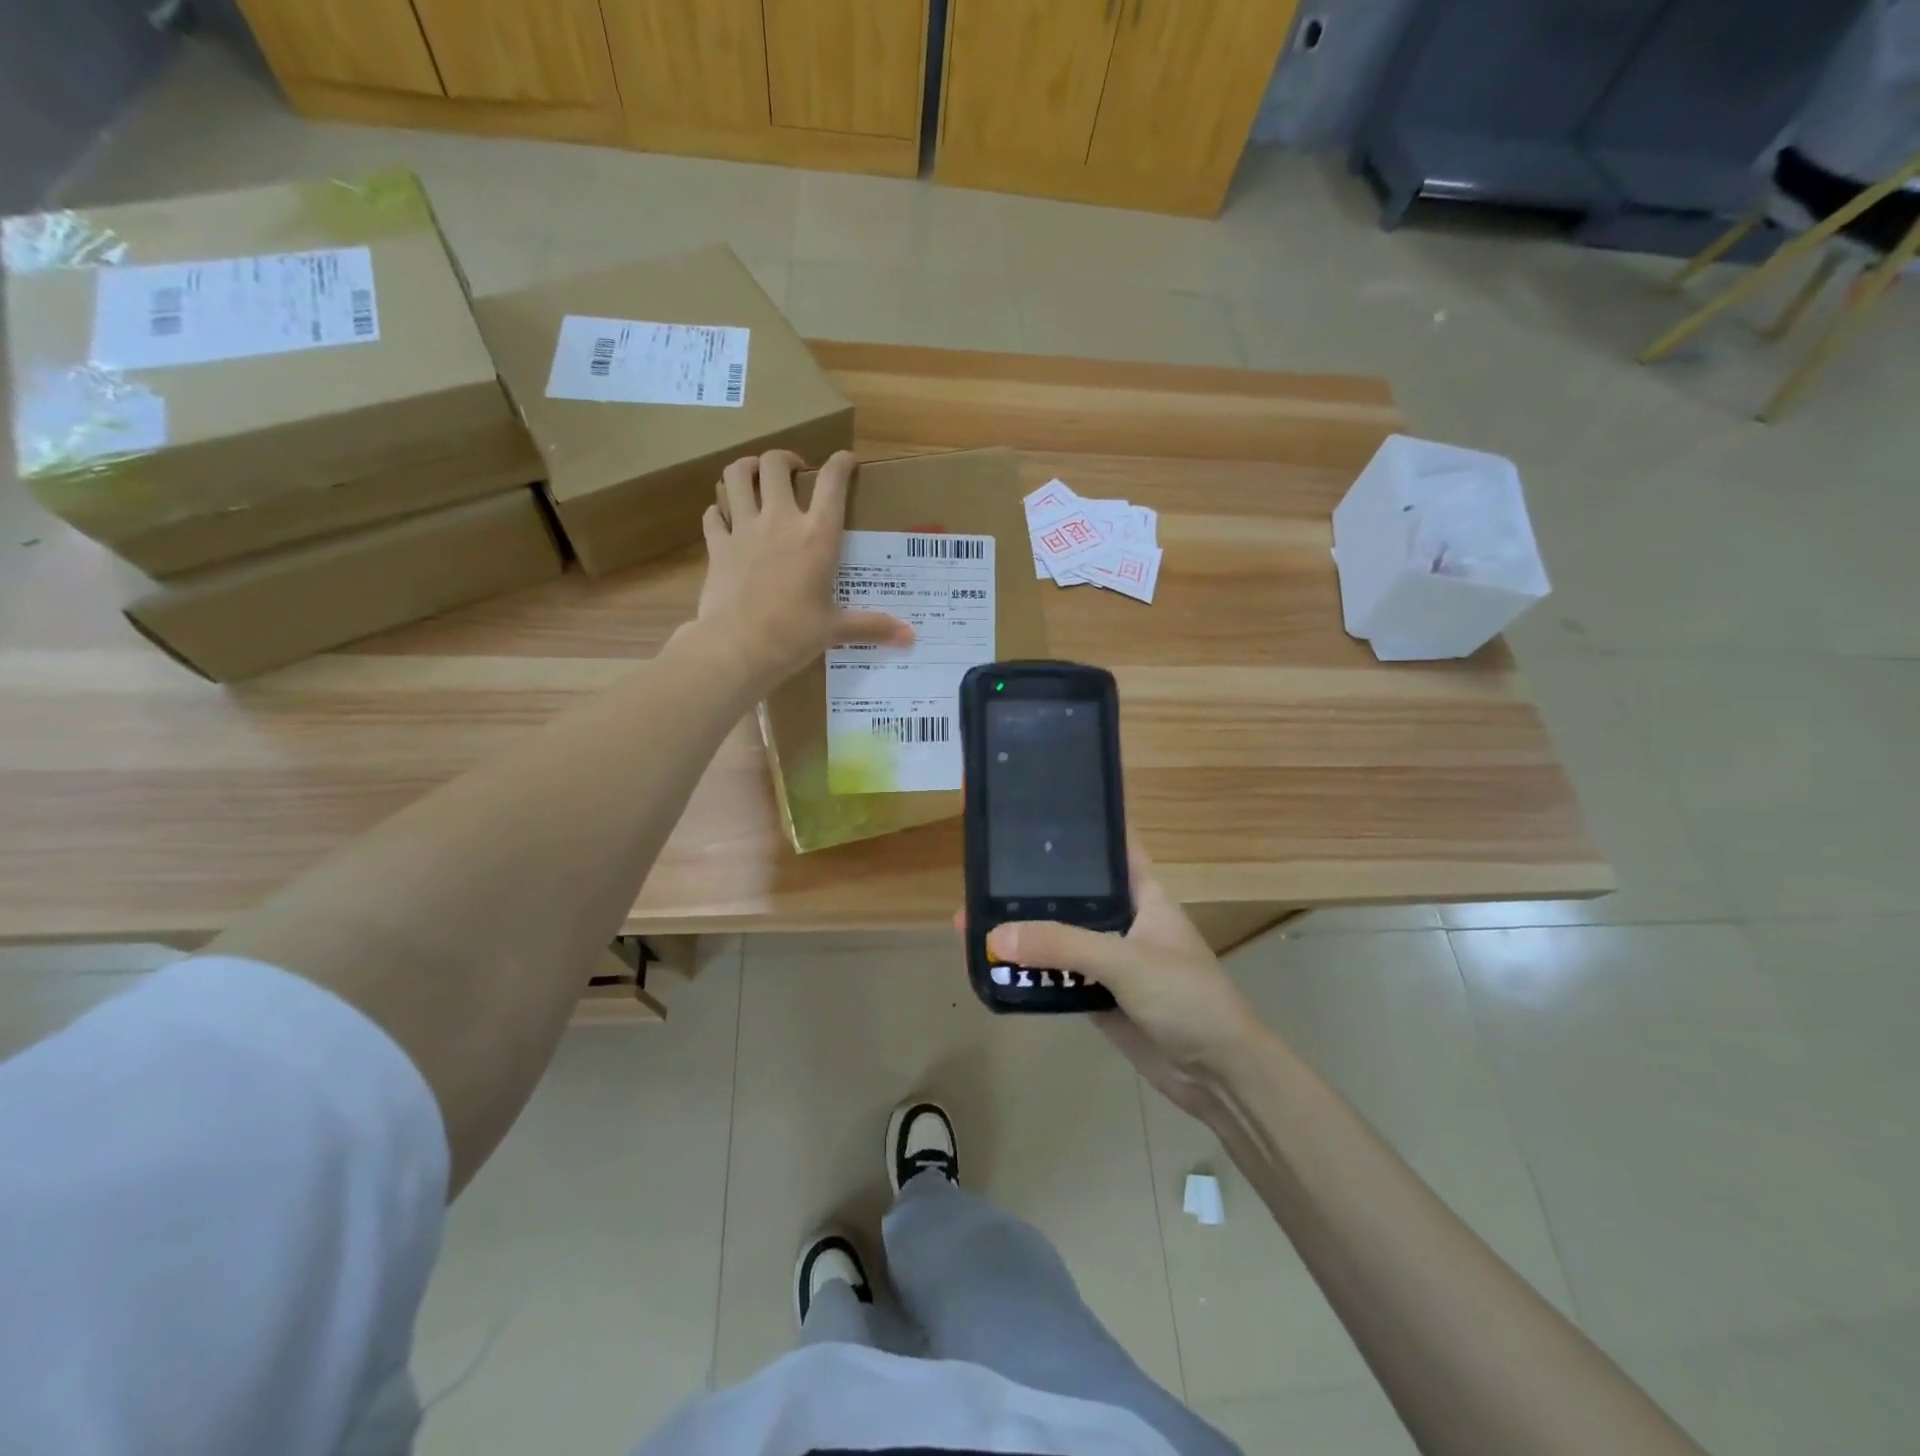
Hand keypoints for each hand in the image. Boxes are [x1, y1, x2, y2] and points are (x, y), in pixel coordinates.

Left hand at [697, 450, 913, 682]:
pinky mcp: (717, 546)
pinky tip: (726, 518)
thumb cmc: (793, 635)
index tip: (847, 461)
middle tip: (795, 472)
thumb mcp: (836, 629)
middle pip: (775, 464)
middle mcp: (780, 521)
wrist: (737, 648)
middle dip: (785, 459)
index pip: (832, 481)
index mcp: (817, 536)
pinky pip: (713, 514)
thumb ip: (872, 626)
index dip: (841, 463)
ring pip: (736, 475)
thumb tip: (910, 637)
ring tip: (755, 477)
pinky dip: (719, 510)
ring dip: (746, 469)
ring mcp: (743, 529)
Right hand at [981, 841, 1268, 1118]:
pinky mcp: (1098, 995)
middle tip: (979, 873)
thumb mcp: (1127, 962)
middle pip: (1071, 894)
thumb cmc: (1187, 998)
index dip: (1076, 828)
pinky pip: (1056, 976)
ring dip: (1023, 933)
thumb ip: (1062, 946)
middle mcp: (1122, 919)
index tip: (1031, 813)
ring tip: (970, 918)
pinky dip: (1029, 972)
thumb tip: (993, 935)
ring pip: (1058, 936)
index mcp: (1142, 893)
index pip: (1108, 846)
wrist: (1218, 1075)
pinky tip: (992, 964)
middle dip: (1030, 886)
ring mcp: (1109, 958)